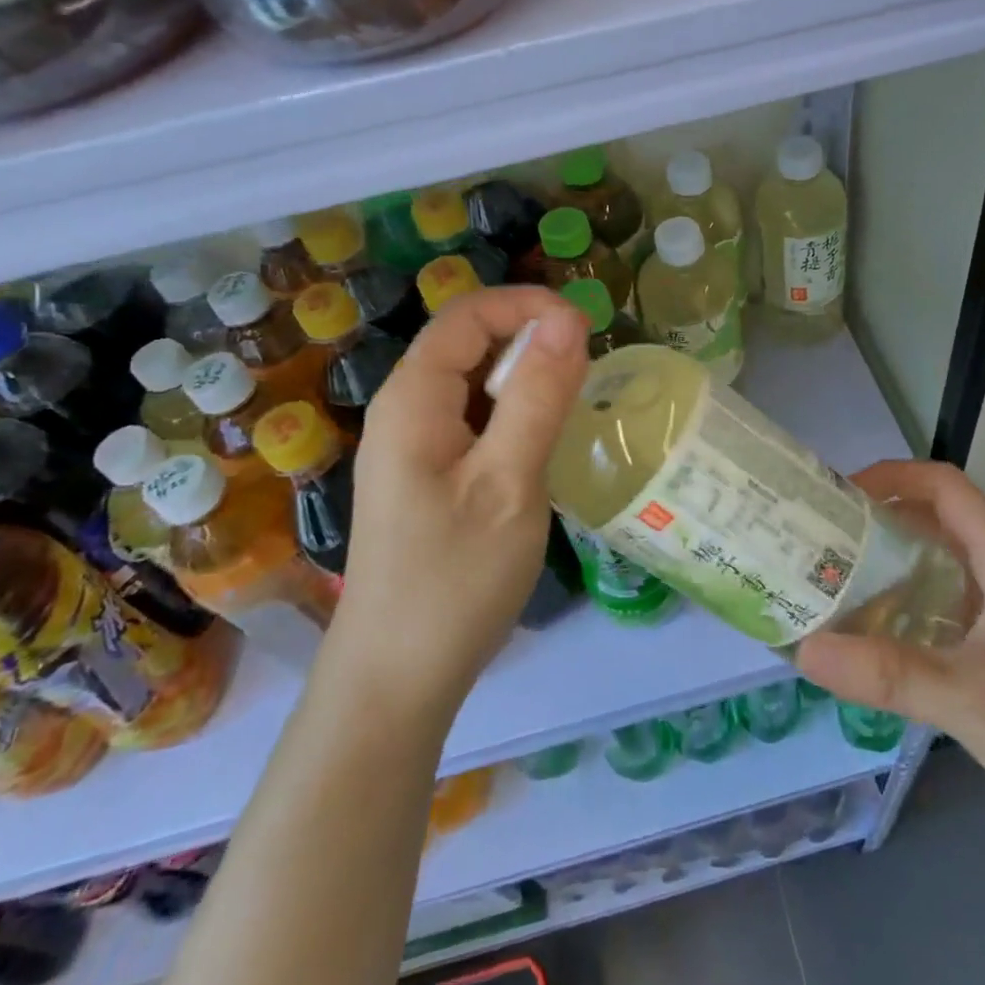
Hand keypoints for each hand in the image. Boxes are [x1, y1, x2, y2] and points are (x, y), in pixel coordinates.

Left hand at [330, 286, 587, 715]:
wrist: (398, 678)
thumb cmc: (454, 578)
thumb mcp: (509, 482)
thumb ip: (539, 397)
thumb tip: (567, 319)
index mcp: (413, 399)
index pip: (468, 314)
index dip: (528, 307)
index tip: (586, 331)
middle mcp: (406, 410)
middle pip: (469, 344)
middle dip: (530, 342)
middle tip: (586, 376)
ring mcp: (414, 446)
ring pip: (475, 384)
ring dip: (526, 381)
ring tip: (571, 410)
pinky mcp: (428, 477)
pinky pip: (474, 421)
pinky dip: (514, 417)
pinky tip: (541, 448)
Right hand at [795, 461, 984, 878]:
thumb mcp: (970, 700)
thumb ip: (888, 674)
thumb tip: (804, 650)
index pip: (946, 487)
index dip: (893, 476)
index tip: (839, 495)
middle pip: (938, 520)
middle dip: (879, 519)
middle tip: (821, 538)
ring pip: (940, 564)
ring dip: (889, 562)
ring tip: (834, 580)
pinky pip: (945, 604)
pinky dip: (906, 604)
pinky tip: (874, 635)